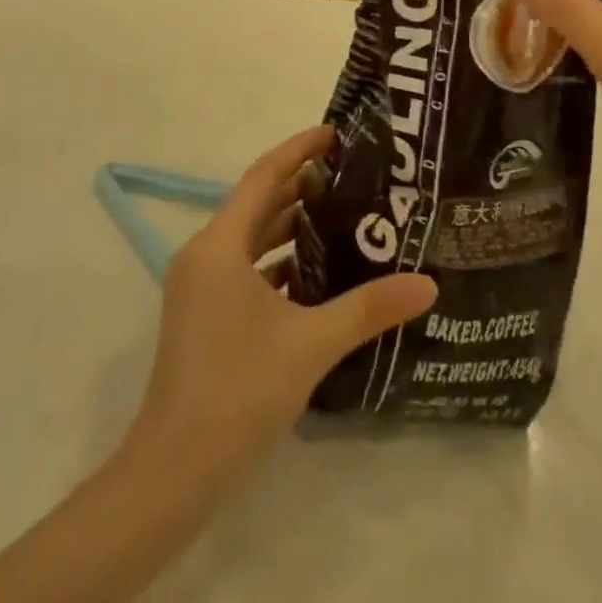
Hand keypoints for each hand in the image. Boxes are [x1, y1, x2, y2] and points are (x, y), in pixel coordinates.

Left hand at [127, 127, 437, 482]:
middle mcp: (204, 254)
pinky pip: (243, 269)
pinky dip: (276, 262)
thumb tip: (427, 284)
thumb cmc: (239, 390)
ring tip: (339, 215)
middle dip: (300, 186)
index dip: (298, 150)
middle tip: (350, 175)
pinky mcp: (202, 314)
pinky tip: (313, 274)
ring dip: (288, 224)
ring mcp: (199, 286)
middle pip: (257, 204)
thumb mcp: (310, 344)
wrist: (174, 470)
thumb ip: (368, 308)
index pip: (263, 176)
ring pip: (249, 238)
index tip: (334, 132)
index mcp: (219, 245)